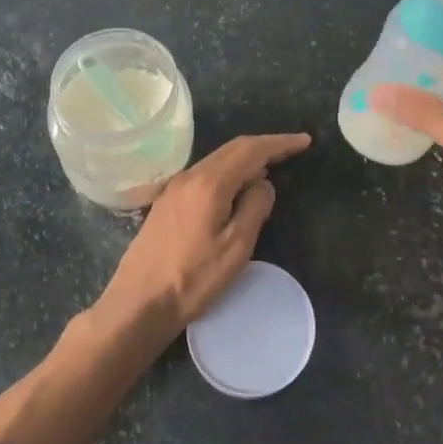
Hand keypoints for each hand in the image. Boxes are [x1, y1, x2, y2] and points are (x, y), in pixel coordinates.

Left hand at [101, 133, 311, 327]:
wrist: (138, 302)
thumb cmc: (193, 279)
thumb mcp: (236, 247)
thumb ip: (255, 208)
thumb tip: (264, 184)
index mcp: (210, 183)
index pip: (251, 150)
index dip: (279, 143)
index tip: (304, 141)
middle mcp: (190, 176)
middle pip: (232, 149)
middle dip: (264, 146)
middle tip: (292, 150)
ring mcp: (174, 188)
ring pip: (217, 160)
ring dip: (245, 158)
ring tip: (271, 167)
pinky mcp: (167, 202)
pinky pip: (205, 174)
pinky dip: (228, 171)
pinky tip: (237, 187)